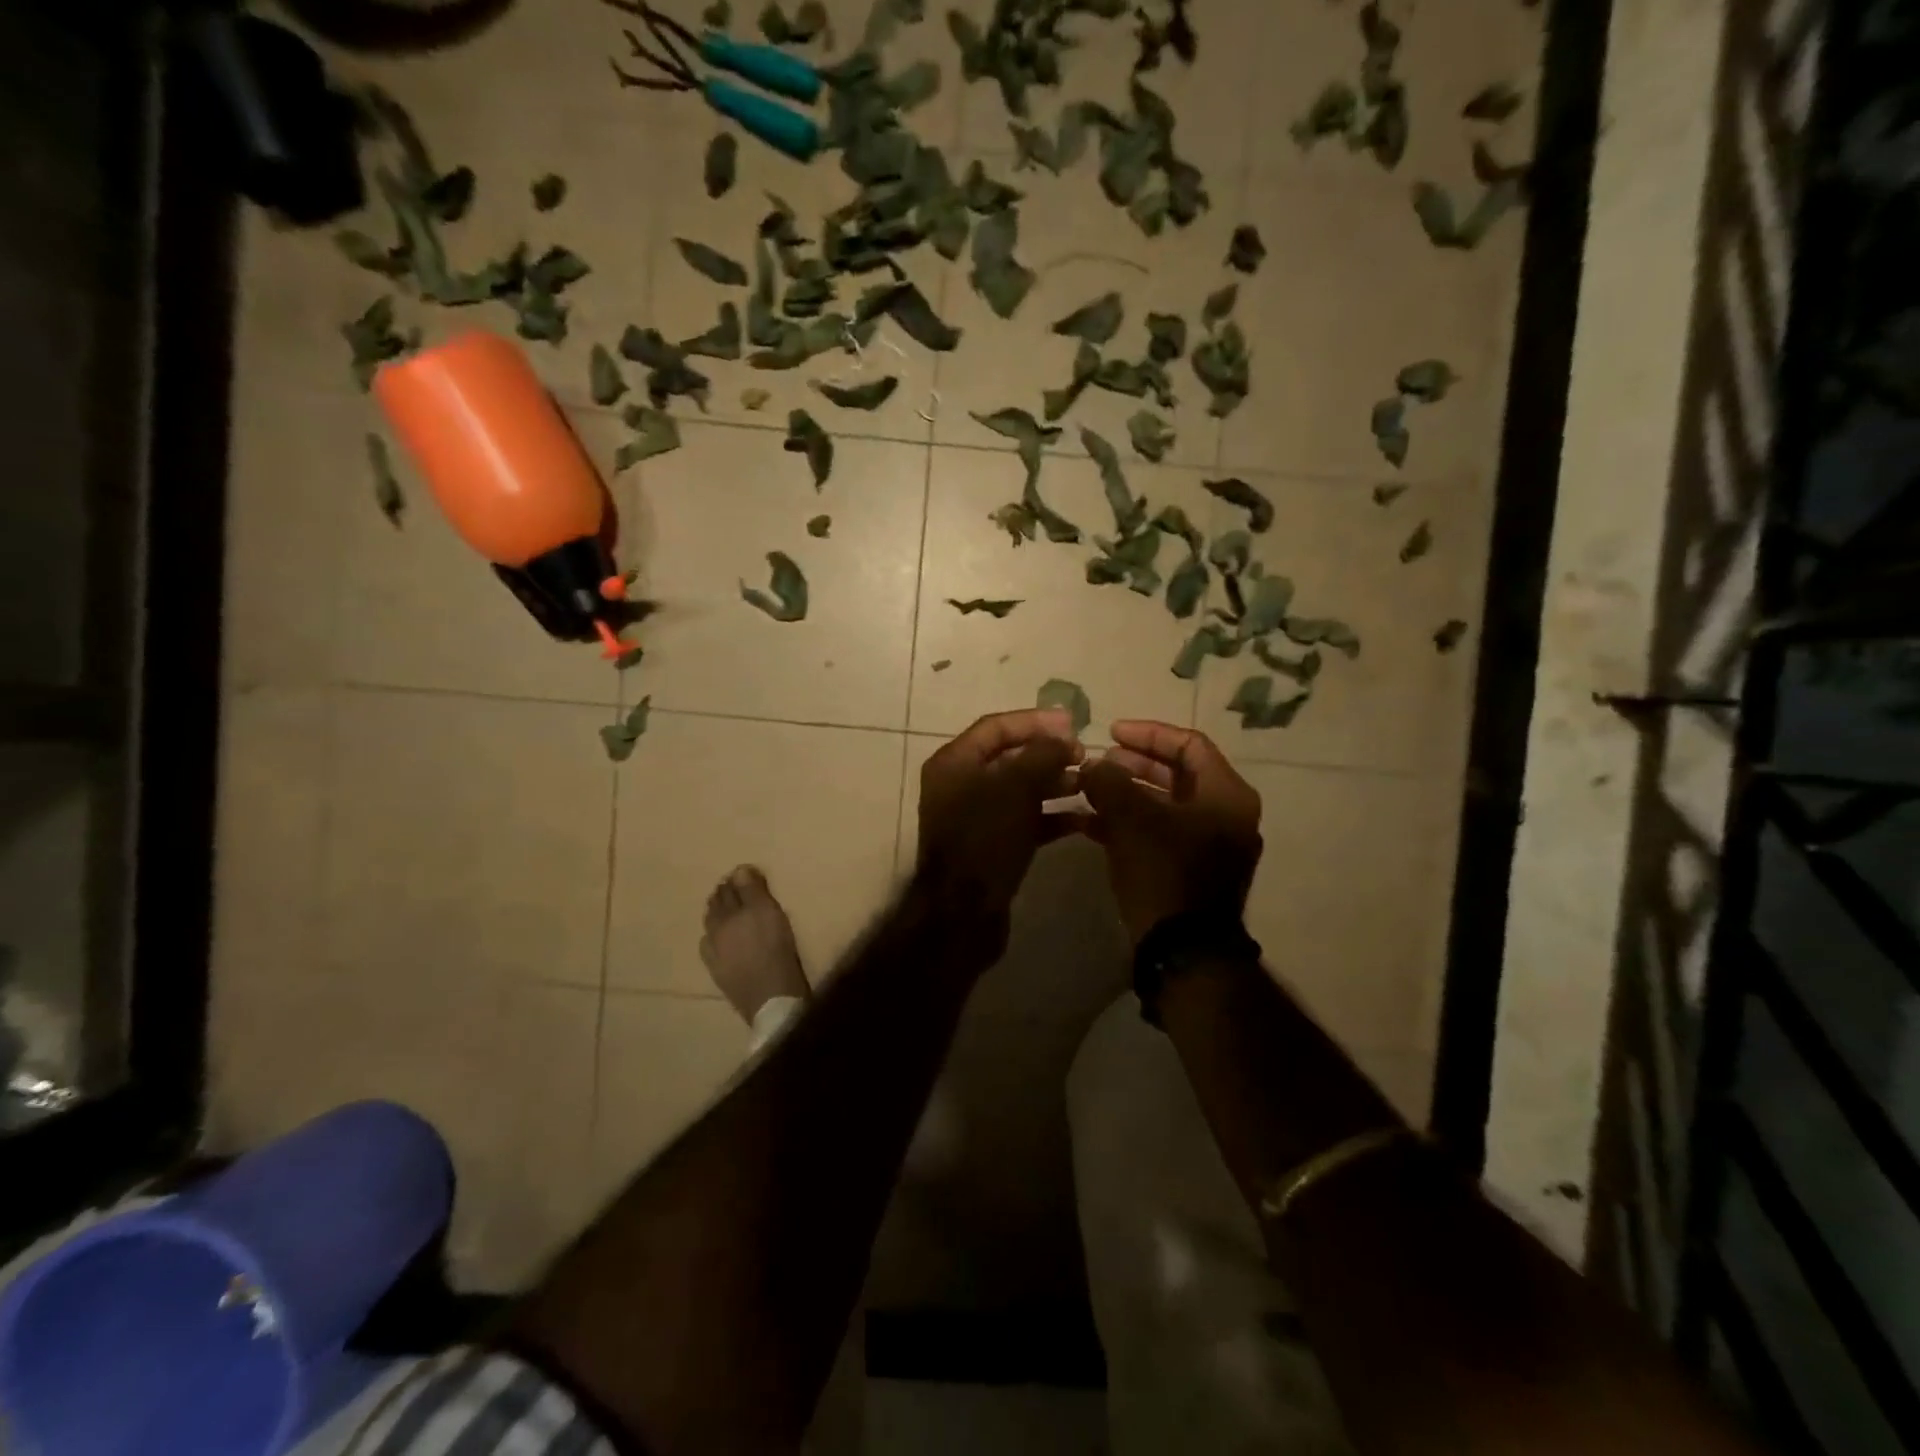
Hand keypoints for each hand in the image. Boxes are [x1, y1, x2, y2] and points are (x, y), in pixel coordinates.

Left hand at [916, 709, 1082, 929]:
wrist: (963, 912)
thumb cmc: (985, 838)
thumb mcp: (1015, 787)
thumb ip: (1042, 755)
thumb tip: (1064, 740)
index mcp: (954, 762)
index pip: (996, 727)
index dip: (1035, 721)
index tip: (1073, 724)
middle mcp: (960, 785)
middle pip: (1009, 758)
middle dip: (1048, 754)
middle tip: (1085, 756)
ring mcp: (975, 818)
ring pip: (1019, 790)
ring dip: (1054, 784)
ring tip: (1088, 784)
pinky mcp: (991, 846)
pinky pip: (1024, 821)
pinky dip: (1051, 817)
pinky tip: (1083, 819)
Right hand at [1077, 720, 1262, 944]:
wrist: (1183, 951)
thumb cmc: (1165, 873)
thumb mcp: (1132, 820)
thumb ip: (1110, 782)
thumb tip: (1093, 764)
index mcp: (1226, 795)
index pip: (1189, 745)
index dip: (1148, 733)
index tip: (1111, 732)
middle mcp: (1225, 815)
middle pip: (1177, 774)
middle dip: (1132, 765)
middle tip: (1097, 763)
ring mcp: (1210, 845)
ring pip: (1164, 805)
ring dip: (1125, 794)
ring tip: (1087, 790)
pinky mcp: (1191, 870)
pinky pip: (1160, 833)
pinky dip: (1129, 823)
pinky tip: (1090, 823)